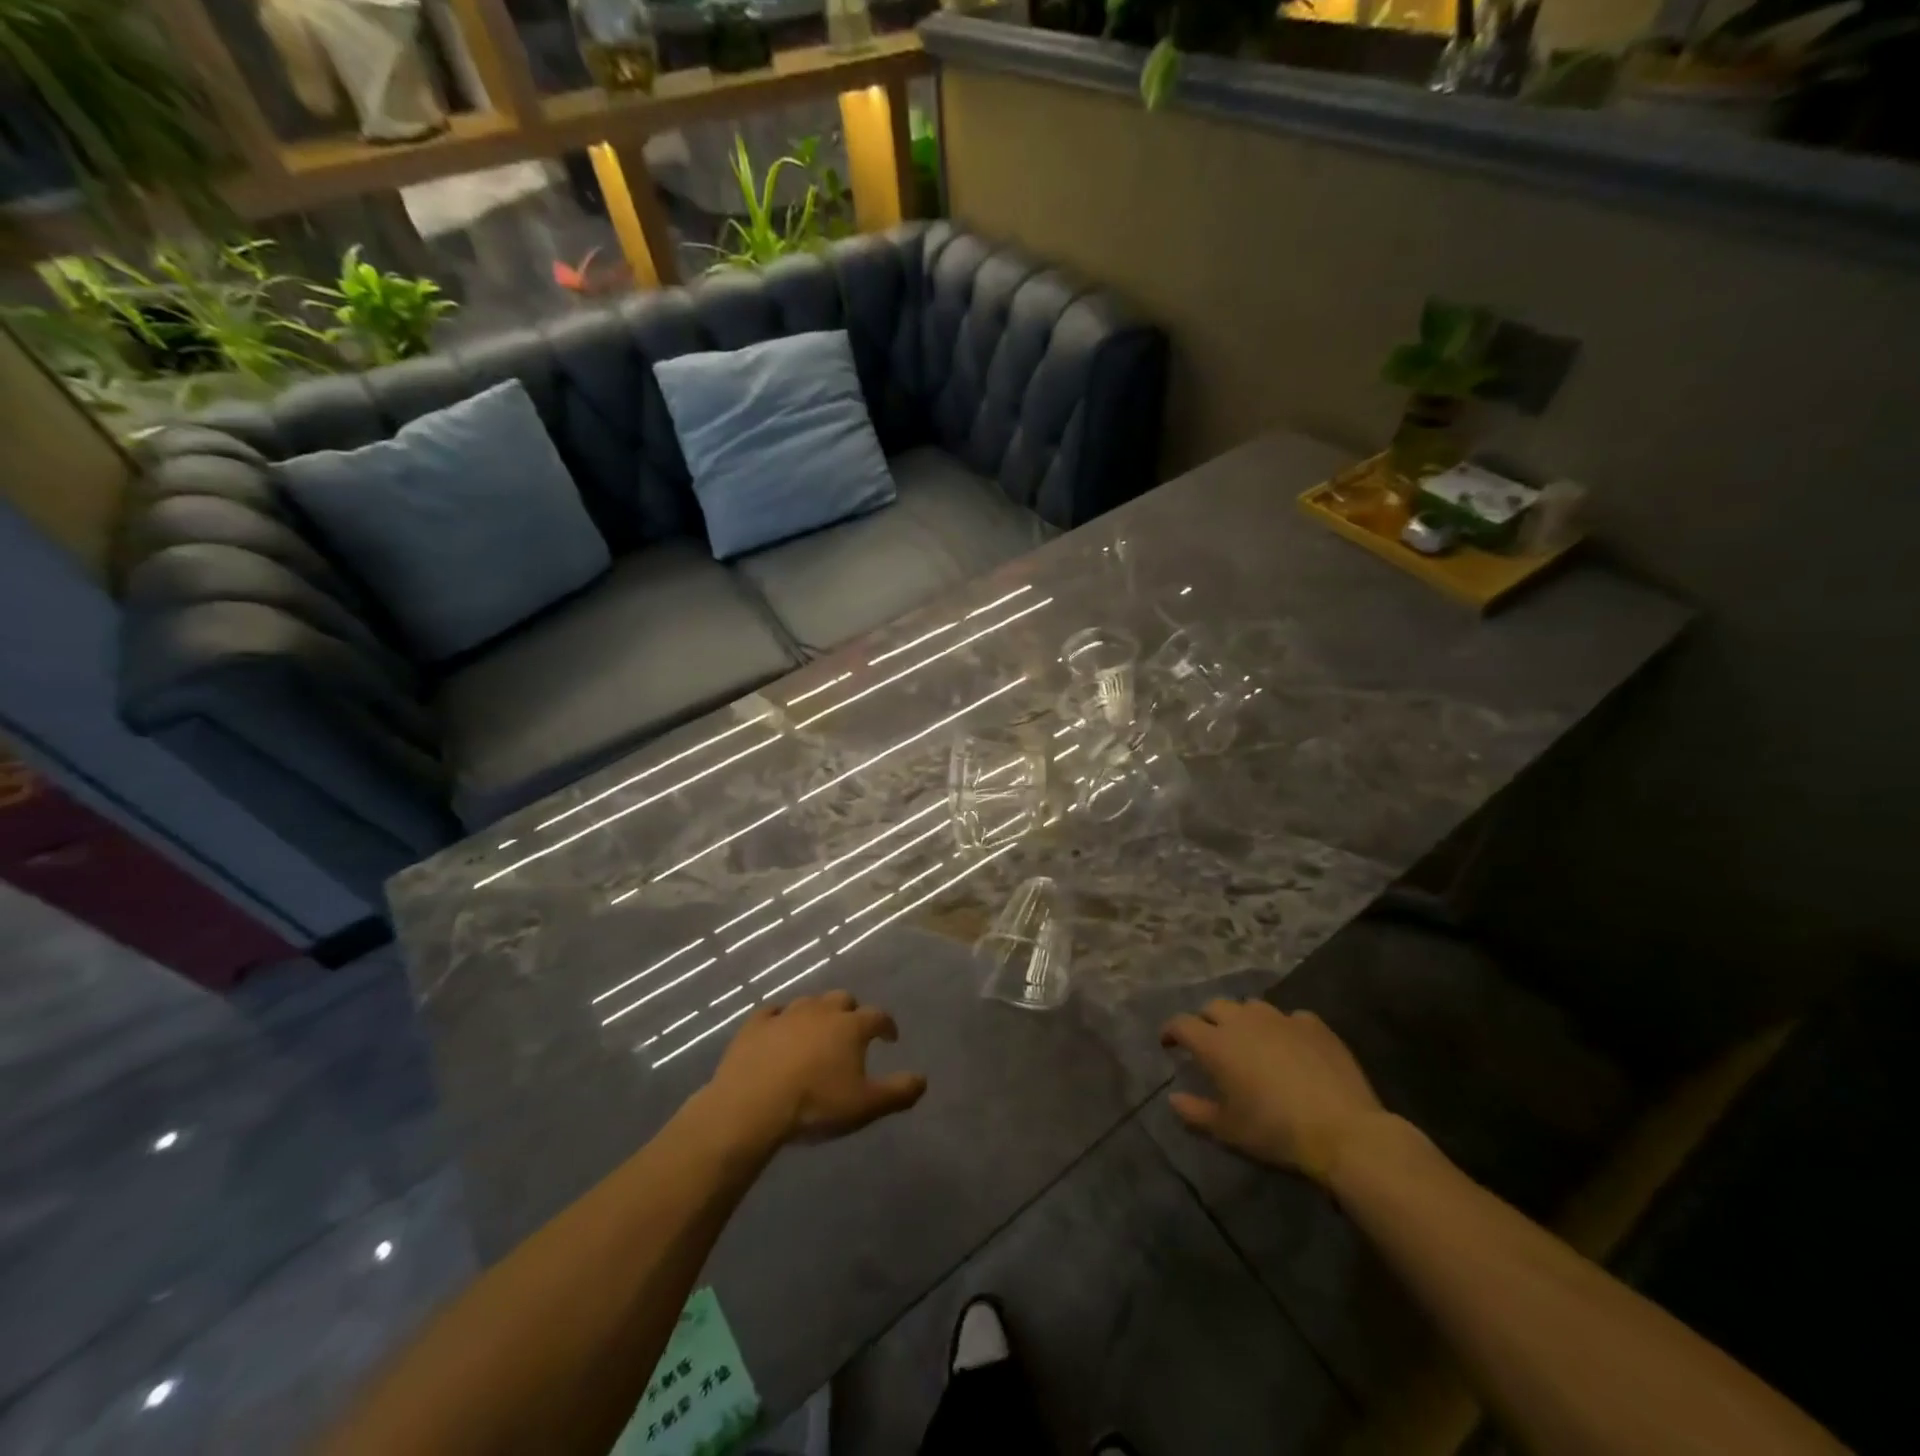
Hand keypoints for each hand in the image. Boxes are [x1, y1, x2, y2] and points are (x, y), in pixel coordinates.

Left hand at [705, 991, 926, 1146]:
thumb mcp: (865, 1106)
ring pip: (809, 1003)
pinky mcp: (755, 1024)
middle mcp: (821, 1010)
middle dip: (851, 1012)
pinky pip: (772, 1012)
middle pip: (843, 1000)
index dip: (887, 1025)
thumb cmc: (815, 1104)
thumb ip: (898, 1092)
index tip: (890, 1037)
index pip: (878, 1016)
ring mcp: (786, 1014)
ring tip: (817, 1033)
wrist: (751, 1105)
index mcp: (851, 1026)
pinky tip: (779, 1029)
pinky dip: (780, 1019)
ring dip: (817, 1014)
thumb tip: (923, 1080)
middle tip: (851, 1032)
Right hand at [1161, 998, 1388, 1184]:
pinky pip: (1290, 1018)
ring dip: (1244, 1019)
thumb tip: (1173, 1098)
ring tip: (1250, 1040)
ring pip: (1251, 1007)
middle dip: (1207, 1020)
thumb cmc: (1275, 1130)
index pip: (1181, 1023)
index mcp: (1216, 1043)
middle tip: (1211, 1042)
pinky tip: (1291, 1047)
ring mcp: (1280, 1018)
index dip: (1171, 1031)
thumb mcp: (1228, 1130)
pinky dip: (1283, 1029)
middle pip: (1214, 1006)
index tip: (1169, 1044)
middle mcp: (1243, 1020)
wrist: (1342, 1130)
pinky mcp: (1313, 1024)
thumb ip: (1195, 1112)